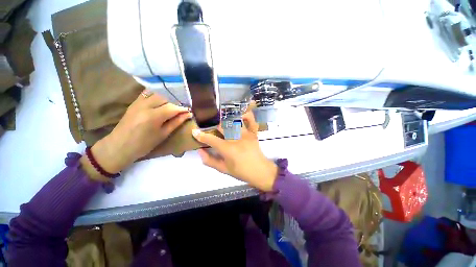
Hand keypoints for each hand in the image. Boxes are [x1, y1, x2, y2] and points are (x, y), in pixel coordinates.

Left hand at [82, 90, 191, 180]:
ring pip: (157, 94)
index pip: (172, 107)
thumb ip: (176, 122)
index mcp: (153, 116)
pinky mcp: (134, 102)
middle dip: (175, 103)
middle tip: (181, 110)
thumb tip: (188, 114)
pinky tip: (161, 102)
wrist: (119, 146)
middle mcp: (145, 106)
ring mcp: (138, 102)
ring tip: (172, 106)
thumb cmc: (144, 144)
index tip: (189, 111)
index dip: (182, 109)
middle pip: (165, 98)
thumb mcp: (163, 134)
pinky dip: (157, 96)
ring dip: (167, 98)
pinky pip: (148, 94)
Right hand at [192, 112, 277, 191]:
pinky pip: (250, 120)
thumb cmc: (241, 172)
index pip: (211, 139)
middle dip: (215, 129)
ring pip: (233, 120)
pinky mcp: (253, 133)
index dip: (201, 135)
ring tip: (226, 127)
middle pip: (222, 126)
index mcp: (228, 149)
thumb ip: (209, 160)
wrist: (260, 171)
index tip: (194, 131)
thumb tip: (200, 151)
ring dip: (227, 122)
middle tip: (215, 134)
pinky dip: (246, 116)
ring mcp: (246, 134)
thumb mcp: (223, 169)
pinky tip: (241, 117)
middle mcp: (236, 138)